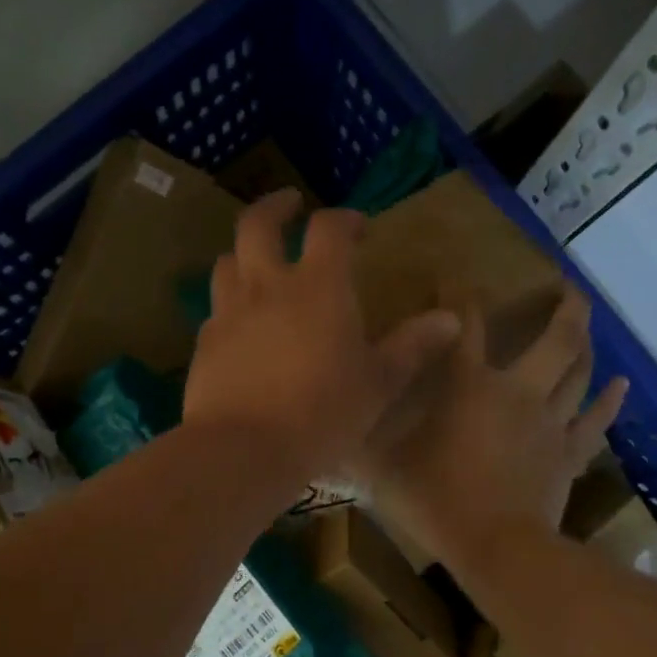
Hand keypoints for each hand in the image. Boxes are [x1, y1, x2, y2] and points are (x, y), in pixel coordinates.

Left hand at [182, 189, 460, 490]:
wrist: (244, 450)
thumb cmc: (323, 413)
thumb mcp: (379, 383)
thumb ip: (413, 346)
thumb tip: (451, 319)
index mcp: (318, 286)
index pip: (329, 228)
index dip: (345, 219)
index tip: (360, 227)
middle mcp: (267, 286)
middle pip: (258, 224)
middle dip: (276, 207)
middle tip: (290, 206)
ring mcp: (229, 313)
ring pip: (227, 262)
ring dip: (245, 254)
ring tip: (260, 264)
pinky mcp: (204, 344)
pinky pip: (216, 310)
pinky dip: (231, 305)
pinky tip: (242, 327)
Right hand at [352, 287, 626, 574]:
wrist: (497, 549)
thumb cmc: (436, 502)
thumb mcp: (383, 471)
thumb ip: (356, 446)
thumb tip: (322, 433)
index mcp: (469, 388)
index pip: (464, 328)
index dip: (459, 298)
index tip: (456, 277)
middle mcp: (517, 393)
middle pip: (554, 341)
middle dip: (564, 309)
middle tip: (569, 287)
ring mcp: (550, 424)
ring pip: (578, 373)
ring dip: (586, 344)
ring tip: (589, 324)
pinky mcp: (568, 455)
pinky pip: (595, 422)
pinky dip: (609, 401)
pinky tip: (621, 383)